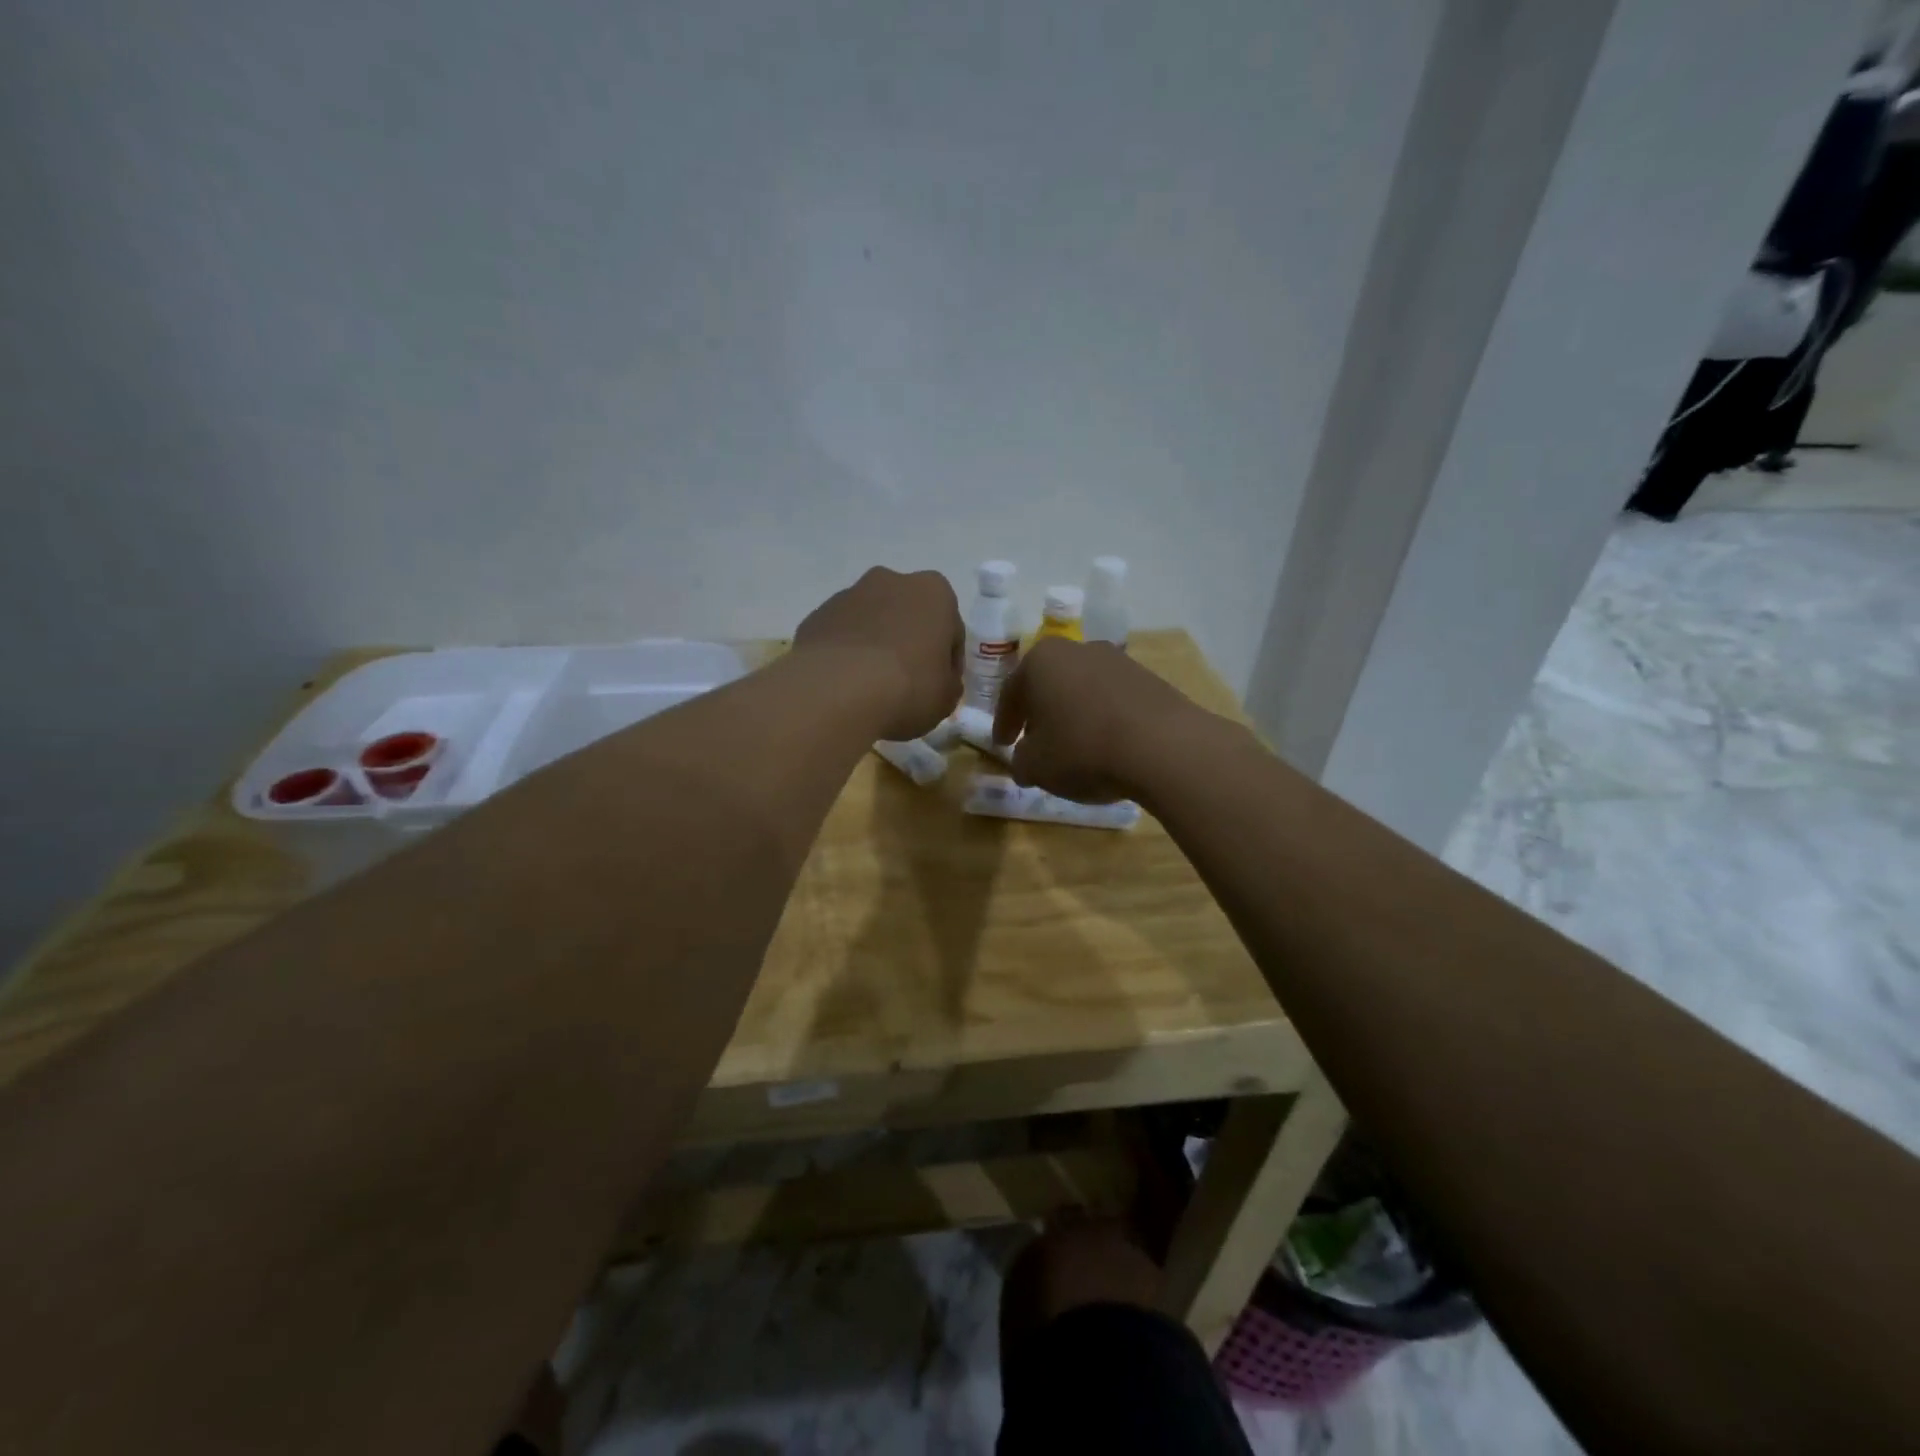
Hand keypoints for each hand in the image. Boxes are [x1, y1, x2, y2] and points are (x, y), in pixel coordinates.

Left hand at [793, 567, 963, 740]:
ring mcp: (848, 596)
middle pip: (907, 615)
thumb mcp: (946, 697)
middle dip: (909, 642)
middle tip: (908, 682)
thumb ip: (948, 683)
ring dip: (876, 645)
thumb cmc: (908, 687)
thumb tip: (941, 681)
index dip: (948, 660)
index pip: (951, 628)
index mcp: (933, 592)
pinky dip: (846, 654)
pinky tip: (846, 685)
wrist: (837, 691)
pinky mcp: (816, 616)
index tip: (941, 685)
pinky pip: (841, 636)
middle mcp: (890, 581)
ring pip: (872, 622)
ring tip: (872, 687)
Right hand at [992, 638, 1205, 802]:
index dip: (1004, 723)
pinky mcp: (1150, 678)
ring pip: (1082, 689)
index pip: (1011, 692)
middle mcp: (1078, 649)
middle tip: (1034, 742)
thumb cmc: (1082, 749)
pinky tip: (1106, 745)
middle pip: (1049, 684)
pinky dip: (1103, 719)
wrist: (1162, 747)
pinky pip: (1113, 699)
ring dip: (1073, 714)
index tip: (1002, 745)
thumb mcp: (1036, 766)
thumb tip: (1024, 761)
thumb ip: (1021, 761)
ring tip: (1073, 747)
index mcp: (1040, 661)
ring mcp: (1118, 661)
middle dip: (1040, 713)